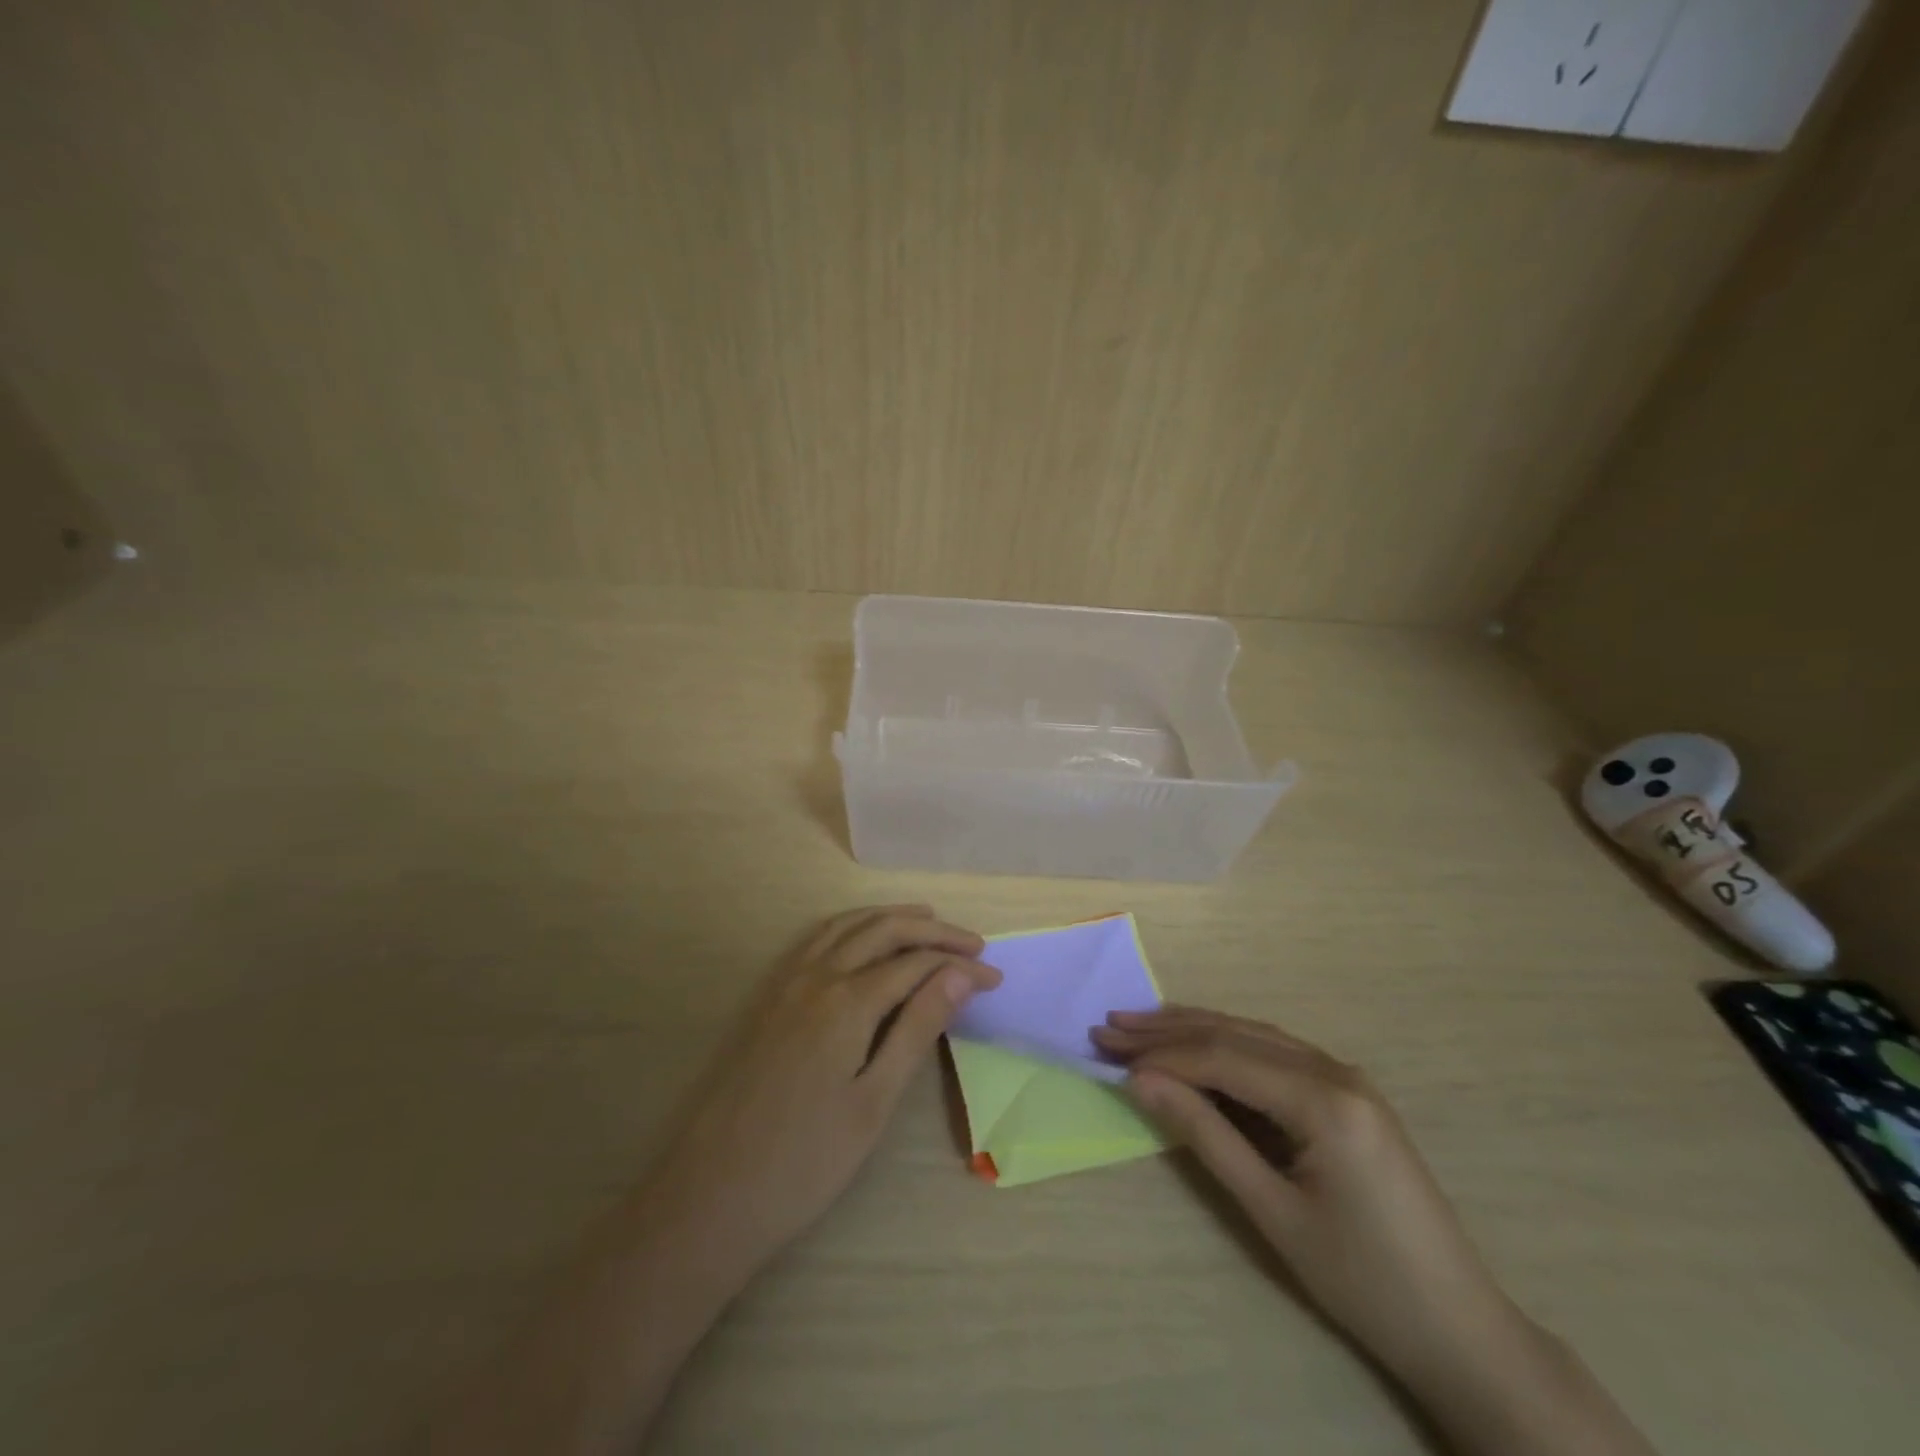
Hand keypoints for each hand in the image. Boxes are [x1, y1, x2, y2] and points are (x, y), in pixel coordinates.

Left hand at [637, 904, 1000, 1281]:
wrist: (711, 1195)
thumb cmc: (805, 1162)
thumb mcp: (874, 1102)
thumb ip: (917, 1029)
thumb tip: (960, 976)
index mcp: (847, 1001)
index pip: (917, 965)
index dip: (960, 966)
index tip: (995, 978)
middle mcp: (817, 976)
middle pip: (884, 930)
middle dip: (933, 931)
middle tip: (973, 943)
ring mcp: (787, 983)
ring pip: (848, 926)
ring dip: (891, 917)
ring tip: (928, 920)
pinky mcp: (770, 997)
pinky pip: (818, 939)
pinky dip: (852, 926)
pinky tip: (863, 939)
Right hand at [1091, 1007, 1521, 1382]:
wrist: (1459, 1328)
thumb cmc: (1361, 1280)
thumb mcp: (1272, 1211)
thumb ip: (1205, 1135)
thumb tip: (1141, 1081)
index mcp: (1325, 1100)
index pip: (1224, 1059)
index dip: (1163, 1056)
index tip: (1109, 1056)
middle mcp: (1336, 1071)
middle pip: (1236, 1035)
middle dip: (1168, 1031)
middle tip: (1109, 1028)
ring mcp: (1346, 1078)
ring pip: (1253, 1035)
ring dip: (1193, 1031)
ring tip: (1139, 1027)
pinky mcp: (1347, 1093)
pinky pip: (1274, 1053)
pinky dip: (1227, 1046)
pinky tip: (1198, 1046)